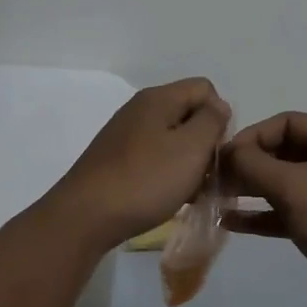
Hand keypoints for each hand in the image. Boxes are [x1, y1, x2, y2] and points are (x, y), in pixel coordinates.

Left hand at [49, 78, 229, 246]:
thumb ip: (212, 121)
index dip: (220, 116)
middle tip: (208, 175)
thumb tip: (219, 107)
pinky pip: (154, 157)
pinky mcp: (116, 160)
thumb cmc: (146, 180)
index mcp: (158, 98)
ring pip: (172, 139)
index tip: (217, 149)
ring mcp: (125, 135)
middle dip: (205, 142)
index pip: (205, 89)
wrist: (85, 217)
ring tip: (191, 192)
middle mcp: (140, 109)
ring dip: (188, 162)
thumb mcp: (191, 148)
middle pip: (188, 113)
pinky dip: (168, 173)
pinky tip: (169, 197)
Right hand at [222, 113, 306, 299]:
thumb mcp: (293, 187)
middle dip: (249, 165)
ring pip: (284, 181)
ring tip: (217, 198)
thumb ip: (254, 165)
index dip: (253, 137)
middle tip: (216, 180)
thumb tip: (227, 153)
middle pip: (284, 151)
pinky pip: (288, 207)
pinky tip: (230, 221)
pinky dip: (263, 213)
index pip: (287, 123)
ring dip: (251, 189)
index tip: (223, 157)